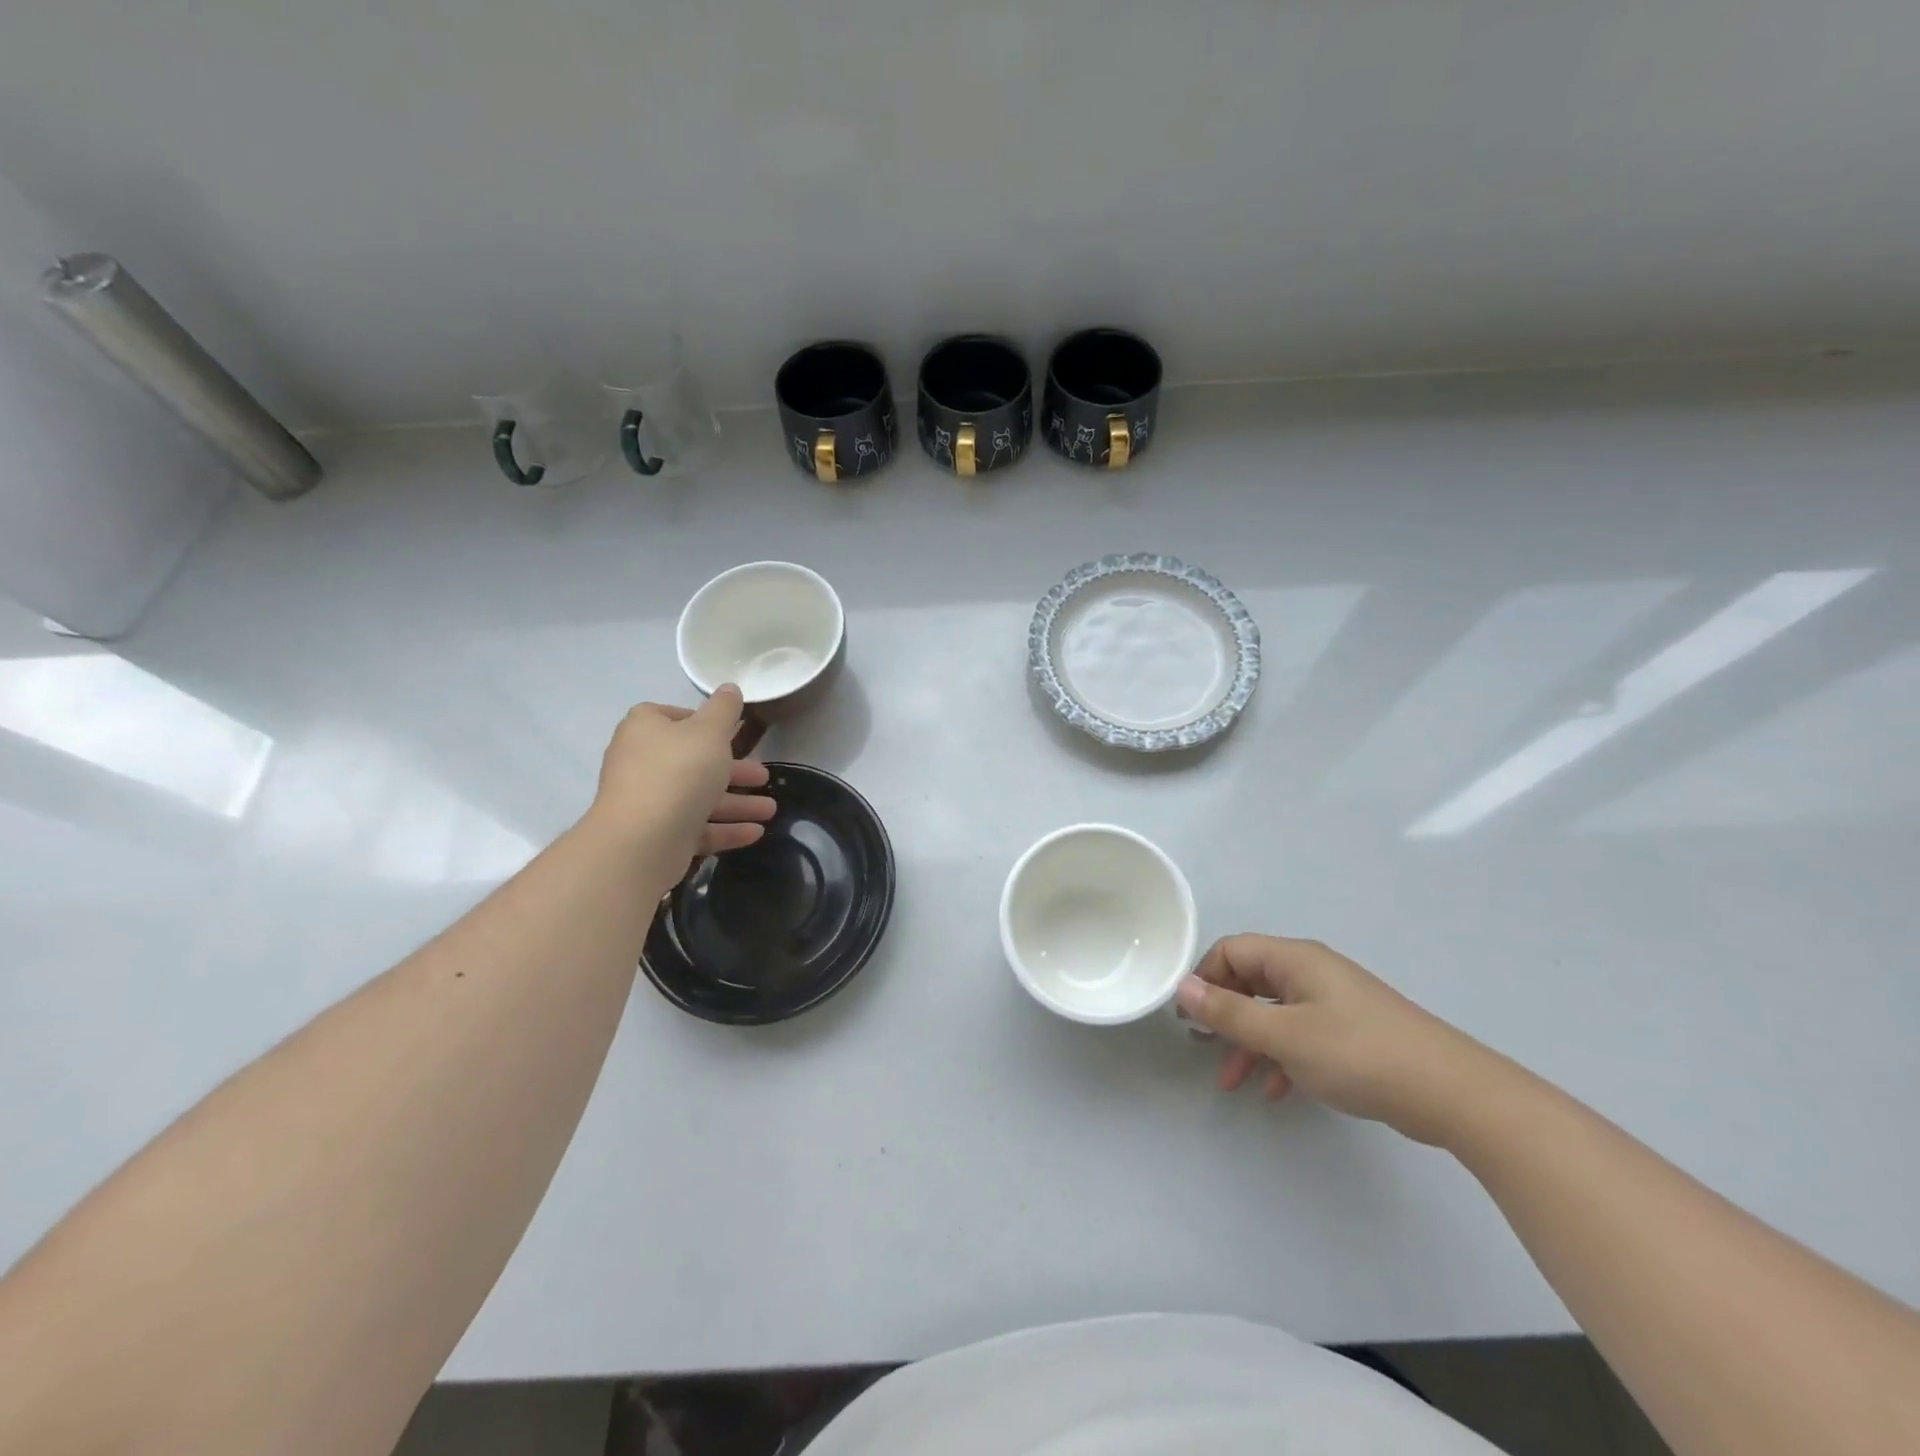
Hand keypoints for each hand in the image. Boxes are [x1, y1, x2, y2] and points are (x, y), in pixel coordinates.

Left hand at [588, 686, 775, 861]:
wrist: (643, 839)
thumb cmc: (679, 771)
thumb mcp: (710, 731)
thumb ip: (724, 709)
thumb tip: (730, 688)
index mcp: (646, 729)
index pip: (673, 716)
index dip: (703, 723)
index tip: (733, 733)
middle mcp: (641, 762)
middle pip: (693, 761)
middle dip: (734, 771)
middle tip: (764, 776)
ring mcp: (648, 801)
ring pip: (699, 797)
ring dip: (737, 803)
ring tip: (770, 810)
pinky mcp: (657, 835)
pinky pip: (696, 827)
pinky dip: (725, 828)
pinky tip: (756, 832)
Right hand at [1176, 935, 1511, 1146]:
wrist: (1452, 1094)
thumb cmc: (1359, 1054)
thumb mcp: (1284, 1036)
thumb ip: (1229, 1013)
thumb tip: (1181, 987)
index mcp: (1294, 960)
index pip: (1231, 951)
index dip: (1204, 978)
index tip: (1189, 1017)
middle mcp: (1310, 973)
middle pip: (1250, 981)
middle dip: (1224, 1015)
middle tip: (1203, 1048)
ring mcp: (1333, 1003)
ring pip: (1273, 1014)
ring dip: (1249, 1044)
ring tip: (1231, 1081)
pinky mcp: (1350, 1034)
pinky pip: (1300, 1037)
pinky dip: (1281, 1059)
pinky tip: (1275, 1092)